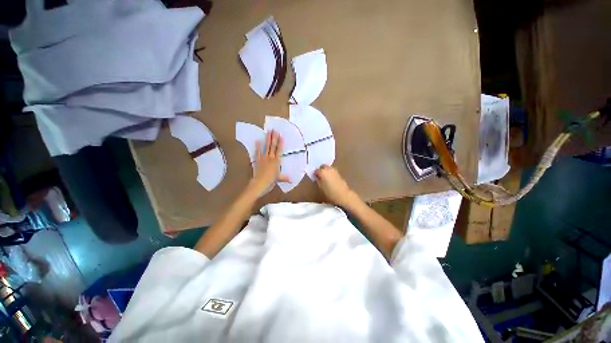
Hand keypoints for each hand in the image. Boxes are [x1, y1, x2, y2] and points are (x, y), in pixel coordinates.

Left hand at [248, 131, 289, 194]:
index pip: (279, 150)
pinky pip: (257, 152)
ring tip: (268, 132)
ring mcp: (263, 158)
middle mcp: (271, 157)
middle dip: (274, 138)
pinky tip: (257, 140)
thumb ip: (284, 178)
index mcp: (277, 161)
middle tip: (274, 130)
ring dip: (267, 139)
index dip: (281, 142)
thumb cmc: (271, 181)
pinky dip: (257, 146)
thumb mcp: (279, 178)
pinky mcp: (258, 160)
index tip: (281, 135)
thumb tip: (291, 180)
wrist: (260, 182)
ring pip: (266, 147)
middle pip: (273, 146)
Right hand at [315, 165, 359, 208]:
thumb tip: (317, 177)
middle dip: (321, 169)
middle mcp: (328, 169)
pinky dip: (330, 172)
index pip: (316, 170)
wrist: (342, 194)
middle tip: (319, 175)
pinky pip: (332, 170)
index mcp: (322, 172)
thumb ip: (318, 180)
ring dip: (326, 170)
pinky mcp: (338, 173)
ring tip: (324, 177)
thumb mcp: (321, 186)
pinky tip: (329, 178)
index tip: (314, 177)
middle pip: (323, 166)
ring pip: (328, 167)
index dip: (315, 173)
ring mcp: (334, 170)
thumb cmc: (330, 192)